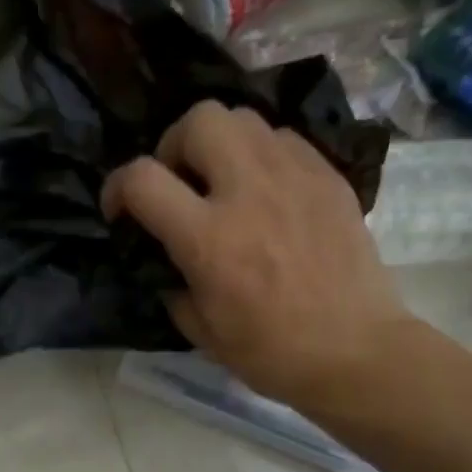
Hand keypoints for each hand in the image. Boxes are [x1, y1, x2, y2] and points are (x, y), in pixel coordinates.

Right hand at [102, 101, 414, 411]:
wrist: (354, 353)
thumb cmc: (269, 352)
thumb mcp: (198, 328)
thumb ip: (172, 280)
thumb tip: (167, 257)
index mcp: (208, 238)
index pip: (142, 178)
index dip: (116, 187)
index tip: (120, 211)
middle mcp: (249, 192)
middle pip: (199, 120)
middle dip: (173, 144)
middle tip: (178, 182)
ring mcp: (295, 177)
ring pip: (242, 118)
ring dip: (218, 144)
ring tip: (221, 181)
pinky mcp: (329, 177)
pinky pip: (282, 140)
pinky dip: (260, 155)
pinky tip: (264, 191)